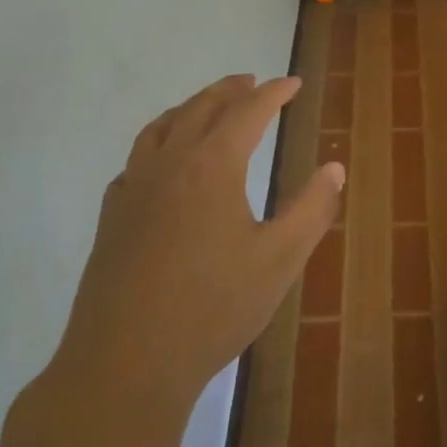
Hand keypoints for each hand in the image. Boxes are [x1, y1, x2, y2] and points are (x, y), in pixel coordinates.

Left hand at [51, 74, 343, 417]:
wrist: (124, 365)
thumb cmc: (212, 309)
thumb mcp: (280, 260)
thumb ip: (312, 209)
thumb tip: (334, 168)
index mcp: (212, 166)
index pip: (248, 112)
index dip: (273, 93)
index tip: (293, 83)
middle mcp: (170, 164)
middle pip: (201, 108)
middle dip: (231, 90)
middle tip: (253, 81)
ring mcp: (134, 189)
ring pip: (162, 127)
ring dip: (191, 107)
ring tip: (209, 105)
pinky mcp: (112, 217)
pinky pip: (136, 159)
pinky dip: (158, 141)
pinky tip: (164, 162)